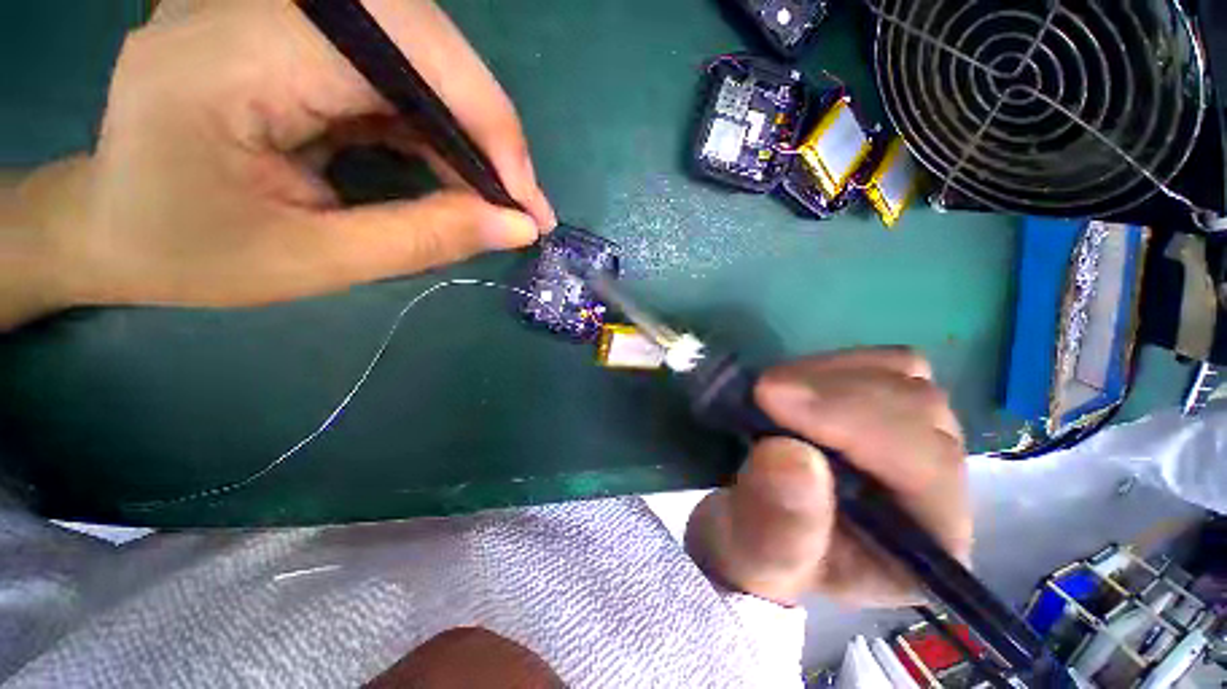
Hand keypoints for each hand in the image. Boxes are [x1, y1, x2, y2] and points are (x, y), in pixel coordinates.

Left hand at [5, 0, 552, 326]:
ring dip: (469, 129)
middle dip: (487, 126)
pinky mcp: (291, 35)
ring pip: (415, 51)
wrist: (111, 226)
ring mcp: (272, 13)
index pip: (397, 52)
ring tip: (496, 195)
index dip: (484, 122)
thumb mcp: (314, 262)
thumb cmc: (189, 255)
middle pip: (417, 35)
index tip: (527, 200)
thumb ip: (424, 239)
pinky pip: (393, 71)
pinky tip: (455, 173)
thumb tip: (517, 227)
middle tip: (521, 199)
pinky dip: (438, 125)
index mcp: (230, 60)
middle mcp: (252, 8)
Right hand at [685, 348, 970, 607]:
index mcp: (925, 543)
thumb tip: (790, 454)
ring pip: (903, 377)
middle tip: (761, 392)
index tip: (768, 398)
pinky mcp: (888, 409)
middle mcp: (939, 485)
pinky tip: (797, 383)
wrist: (752, 528)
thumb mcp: (754, 554)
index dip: (850, 422)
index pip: (923, 465)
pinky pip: (881, 363)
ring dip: (828, 375)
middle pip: (918, 409)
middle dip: (833, 393)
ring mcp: (915, 437)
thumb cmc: (757, 552)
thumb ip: (776, 523)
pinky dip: (833, 364)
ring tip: (775, 391)